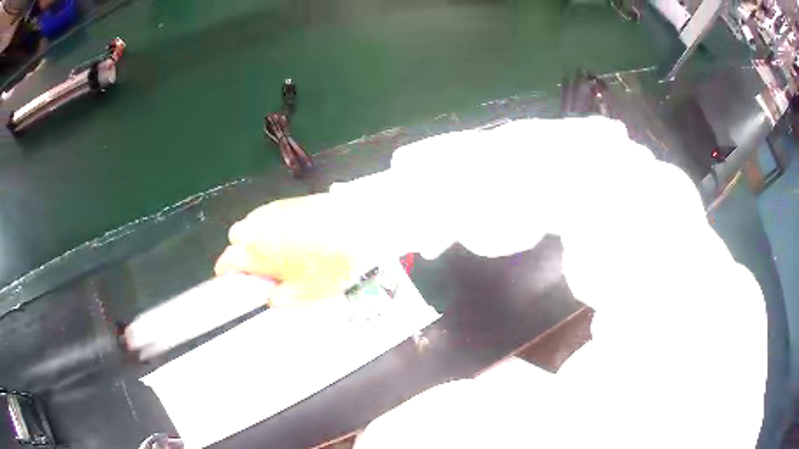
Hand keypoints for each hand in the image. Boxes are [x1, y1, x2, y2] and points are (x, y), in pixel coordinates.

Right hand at [215, 194, 361, 305]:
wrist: (362, 231)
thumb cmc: (330, 268)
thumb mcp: (303, 295)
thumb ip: (278, 298)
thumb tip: (269, 295)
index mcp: (256, 251)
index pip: (227, 261)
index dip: (227, 273)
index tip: (234, 281)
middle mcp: (258, 225)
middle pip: (236, 236)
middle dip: (242, 251)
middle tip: (262, 266)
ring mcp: (275, 208)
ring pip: (253, 222)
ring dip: (258, 235)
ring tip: (280, 249)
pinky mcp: (292, 199)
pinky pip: (271, 213)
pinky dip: (273, 224)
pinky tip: (294, 233)